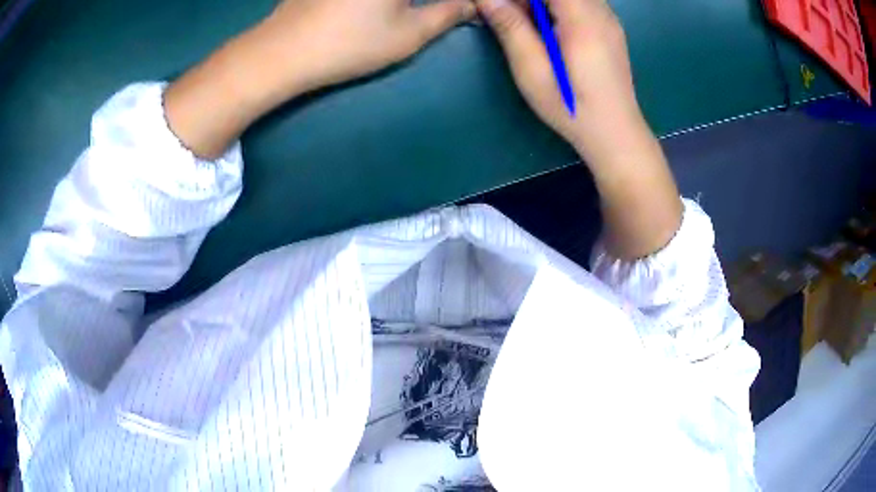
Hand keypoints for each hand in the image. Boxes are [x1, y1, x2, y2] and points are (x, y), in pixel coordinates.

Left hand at [254, 0, 476, 93]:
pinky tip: (375, 10)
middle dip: (428, 1)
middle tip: (442, 10)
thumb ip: (448, 14)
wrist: (282, 52)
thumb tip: (473, 4)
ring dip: (403, 2)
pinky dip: (379, 1)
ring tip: (401, 12)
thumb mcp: (408, 35)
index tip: (462, 9)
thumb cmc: (350, 44)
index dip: (456, 1)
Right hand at [479, 0, 681, 258]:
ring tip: (525, 24)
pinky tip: (547, 29)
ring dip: (540, 4)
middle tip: (506, 15)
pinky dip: (556, 7)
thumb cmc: (572, 107)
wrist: (616, 133)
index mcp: (582, 18)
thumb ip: (511, 28)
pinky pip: (579, 3)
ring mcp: (608, 18)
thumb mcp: (533, 72)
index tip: (498, 6)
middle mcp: (600, 11)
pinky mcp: (609, 27)